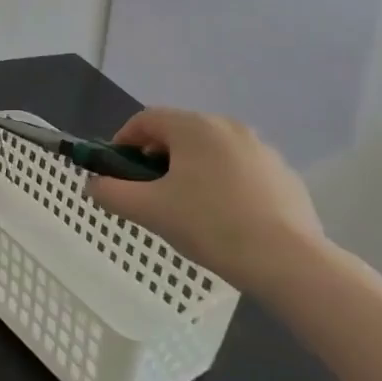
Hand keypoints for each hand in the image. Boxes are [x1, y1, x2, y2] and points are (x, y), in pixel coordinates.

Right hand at [87, 108, 324, 295]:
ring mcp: (261, 149)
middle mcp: (228, 126)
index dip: (123, 141)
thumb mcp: (150, 211)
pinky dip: (223, 185)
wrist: (289, 261)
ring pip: (211, 152)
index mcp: (194, 126)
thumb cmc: (211, 226)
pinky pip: (240, 171)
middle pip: (179, 133)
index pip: (146, 119)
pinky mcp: (283, 174)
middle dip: (158, 158)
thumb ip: (112, 193)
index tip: (117, 170)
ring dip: (191, 171)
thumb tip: (92, 185)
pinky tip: (226, 220)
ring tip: (188, 210)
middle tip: (150, 194)